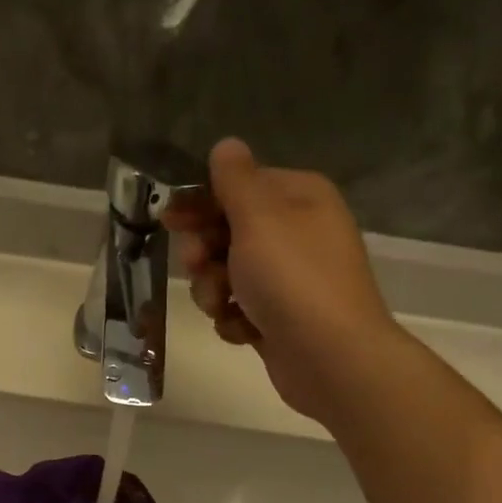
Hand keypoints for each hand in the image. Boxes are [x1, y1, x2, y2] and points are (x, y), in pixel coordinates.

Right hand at [166, 137, 397, 422]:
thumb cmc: (293, 279)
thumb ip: (236, 180)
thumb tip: (226, 145)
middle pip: (227, 232)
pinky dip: (234, 320)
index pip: (238, 186)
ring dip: (214, 291)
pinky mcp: (278, 318)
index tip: (170, 220)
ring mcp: (288, 279)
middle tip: (199, 266)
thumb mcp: (259, 217)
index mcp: (298, 197)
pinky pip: (239, 309)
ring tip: (223, 306)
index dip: (201, 203)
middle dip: (205, 253)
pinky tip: (244, 331)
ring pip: (227, 275)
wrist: (330, 357)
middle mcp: (296, 233)